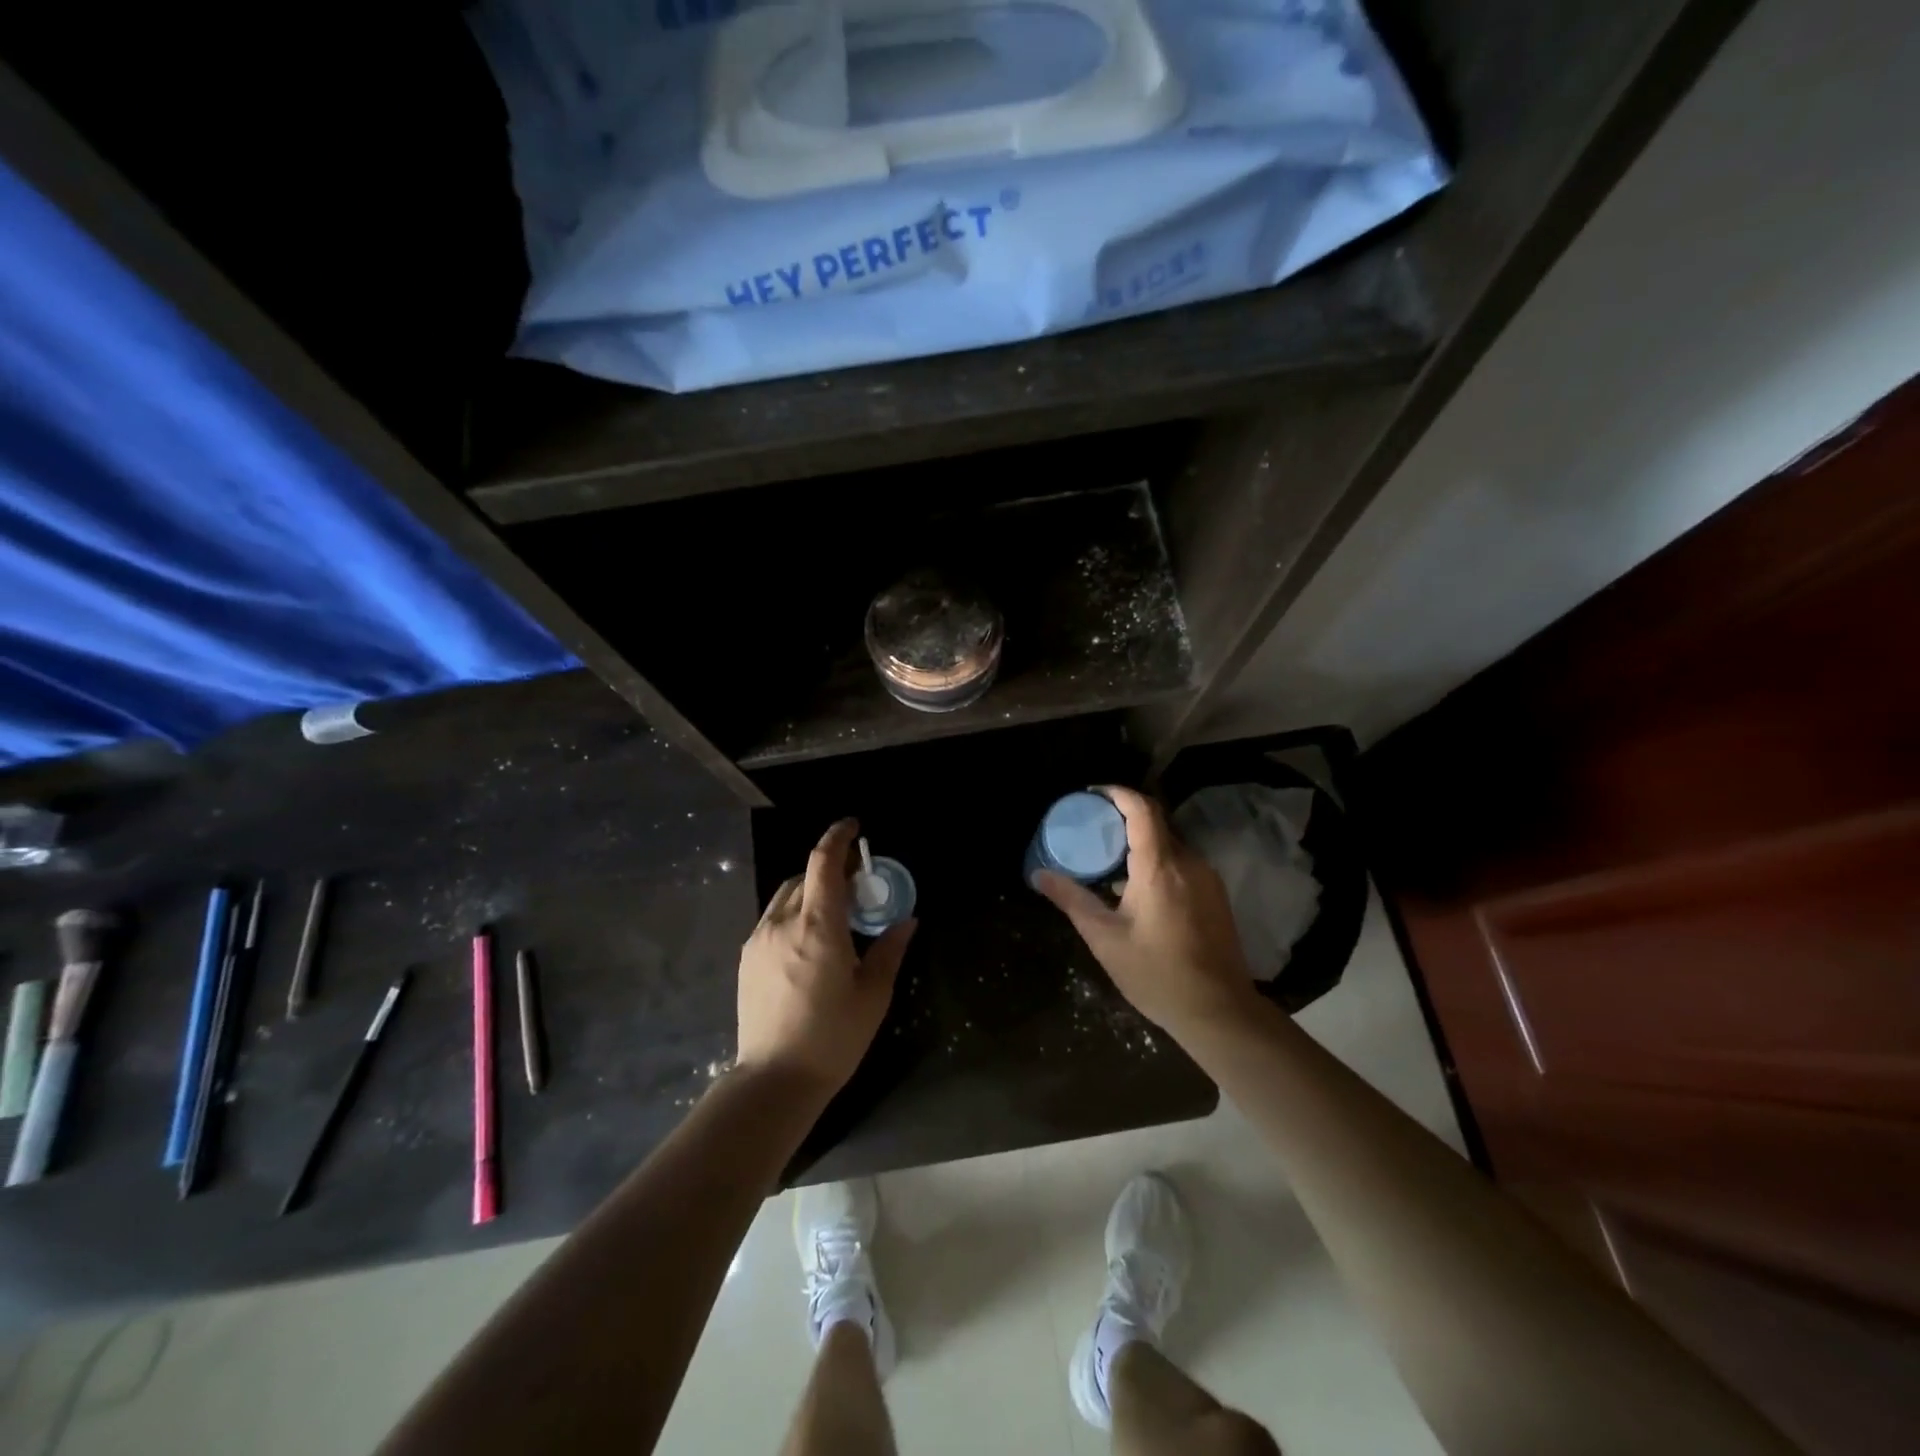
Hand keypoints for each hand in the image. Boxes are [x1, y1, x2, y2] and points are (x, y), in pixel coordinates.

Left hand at [736, 818, 915, 1096]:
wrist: (774, 1080)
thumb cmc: (833, 1037)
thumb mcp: (873, 995)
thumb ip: (889, 949)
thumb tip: (907, 920)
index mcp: (818, 927)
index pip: (823, 863)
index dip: (838, 837)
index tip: (854, 826)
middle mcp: (783, 923)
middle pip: (806, 876)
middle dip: (832, 868)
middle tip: (858, 881)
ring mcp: (760, 939)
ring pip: (787, 895)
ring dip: (812, 889)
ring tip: (835, 910)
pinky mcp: (748, 957)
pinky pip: (774, 917)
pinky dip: (795, 911)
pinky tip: (810, 938)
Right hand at [1034, 786, 1255, 1038]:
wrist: (1220, 1012)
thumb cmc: (1157, 974)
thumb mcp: (1105, 938)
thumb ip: (1072, 900)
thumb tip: (1038, 874)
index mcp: (1160, 866)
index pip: (1141, 809)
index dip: (1117, 793)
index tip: (1092, 794)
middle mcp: (1189, 862)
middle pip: (1156, 822)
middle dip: (1123, 817)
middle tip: (1092, 827)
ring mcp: (1207, 877)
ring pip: (1170, 843)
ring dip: (1140, 841)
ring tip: (1109, 857)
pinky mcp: (1215, 894)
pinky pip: (1182, 862)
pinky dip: (1157, 860)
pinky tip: (1137, 886)